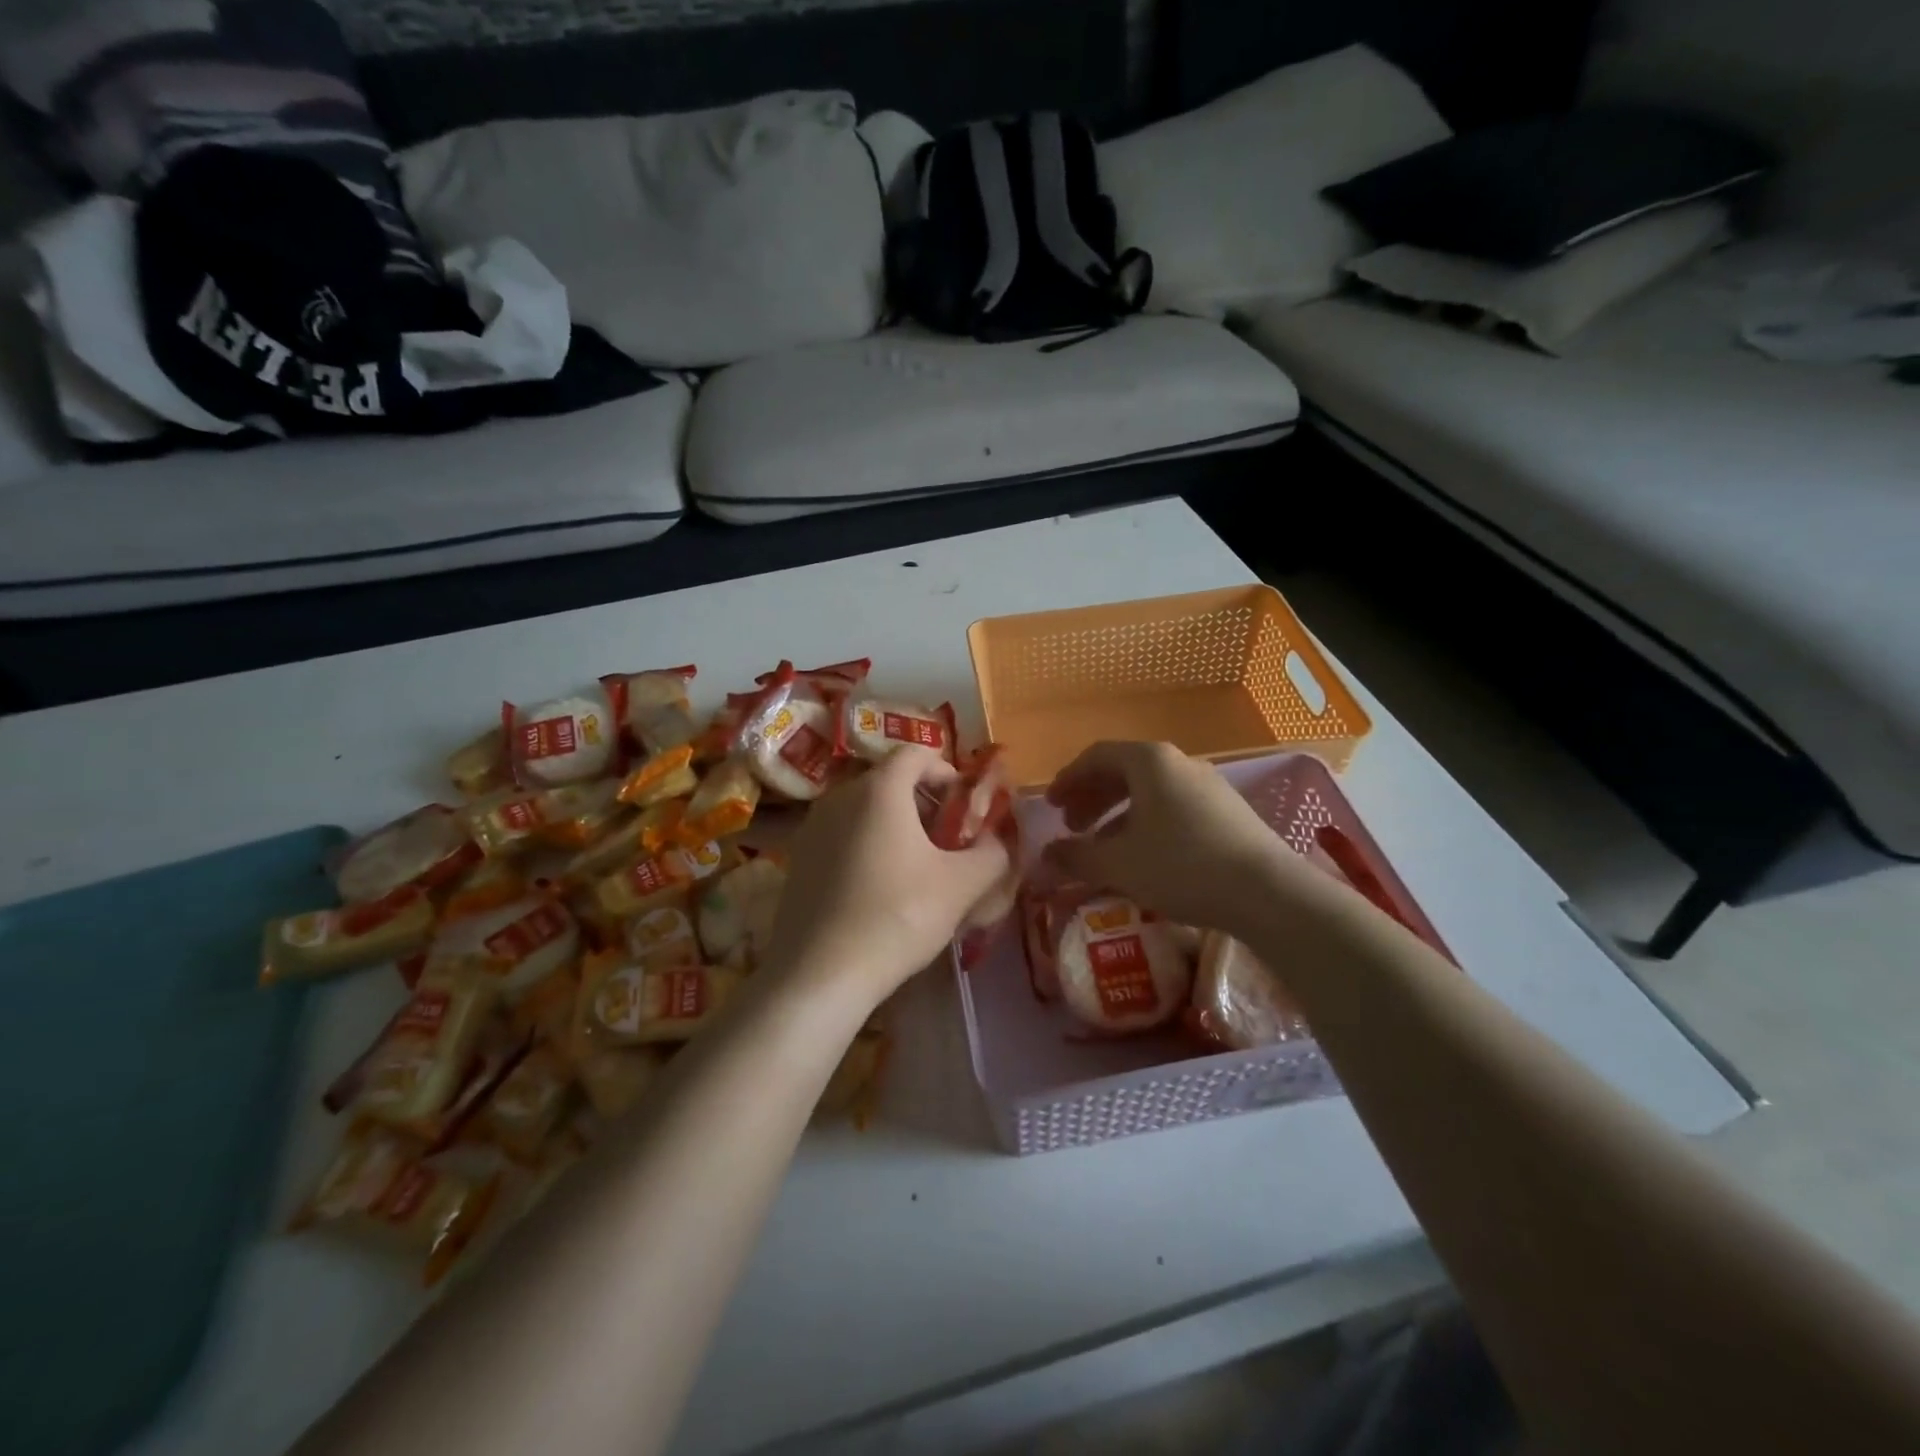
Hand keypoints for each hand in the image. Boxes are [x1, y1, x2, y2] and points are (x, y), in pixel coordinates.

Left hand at [765, 747, 1009, 1007]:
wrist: (819, 974)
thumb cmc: (897, 917)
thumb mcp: (962, 886)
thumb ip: (992, 854)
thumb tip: (998, 842)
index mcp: (879, 789)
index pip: (917, 753)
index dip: (947, 772)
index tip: (964, 809)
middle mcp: (840, 795)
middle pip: (890, 780)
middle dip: (925, 803)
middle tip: (947, 842)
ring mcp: (812, 826)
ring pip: (865, 809)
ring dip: (896, 826)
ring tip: (917, 868)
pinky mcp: (798, 858)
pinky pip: (843, 835)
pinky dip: (868, 845)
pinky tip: (880, 890)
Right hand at [1043, 741, 1326, 938]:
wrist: (1268, 893)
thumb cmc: (1181, 866)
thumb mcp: (1118, 864)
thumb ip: (1076, 856)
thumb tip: (1045, 856)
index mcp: (1150, 761)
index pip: (1097, 756)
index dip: (1068, 779)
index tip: (1050, 805)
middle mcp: (1180, 763)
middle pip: (1123, 772)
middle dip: (1091, 798)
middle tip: (1071, 826)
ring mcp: (1208, 787)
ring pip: (1150, 793)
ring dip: (1117, 815)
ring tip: (1101, 847)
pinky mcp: (1227, 813)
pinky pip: (1173, 808)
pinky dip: (1146, 825)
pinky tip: (1142, 858)